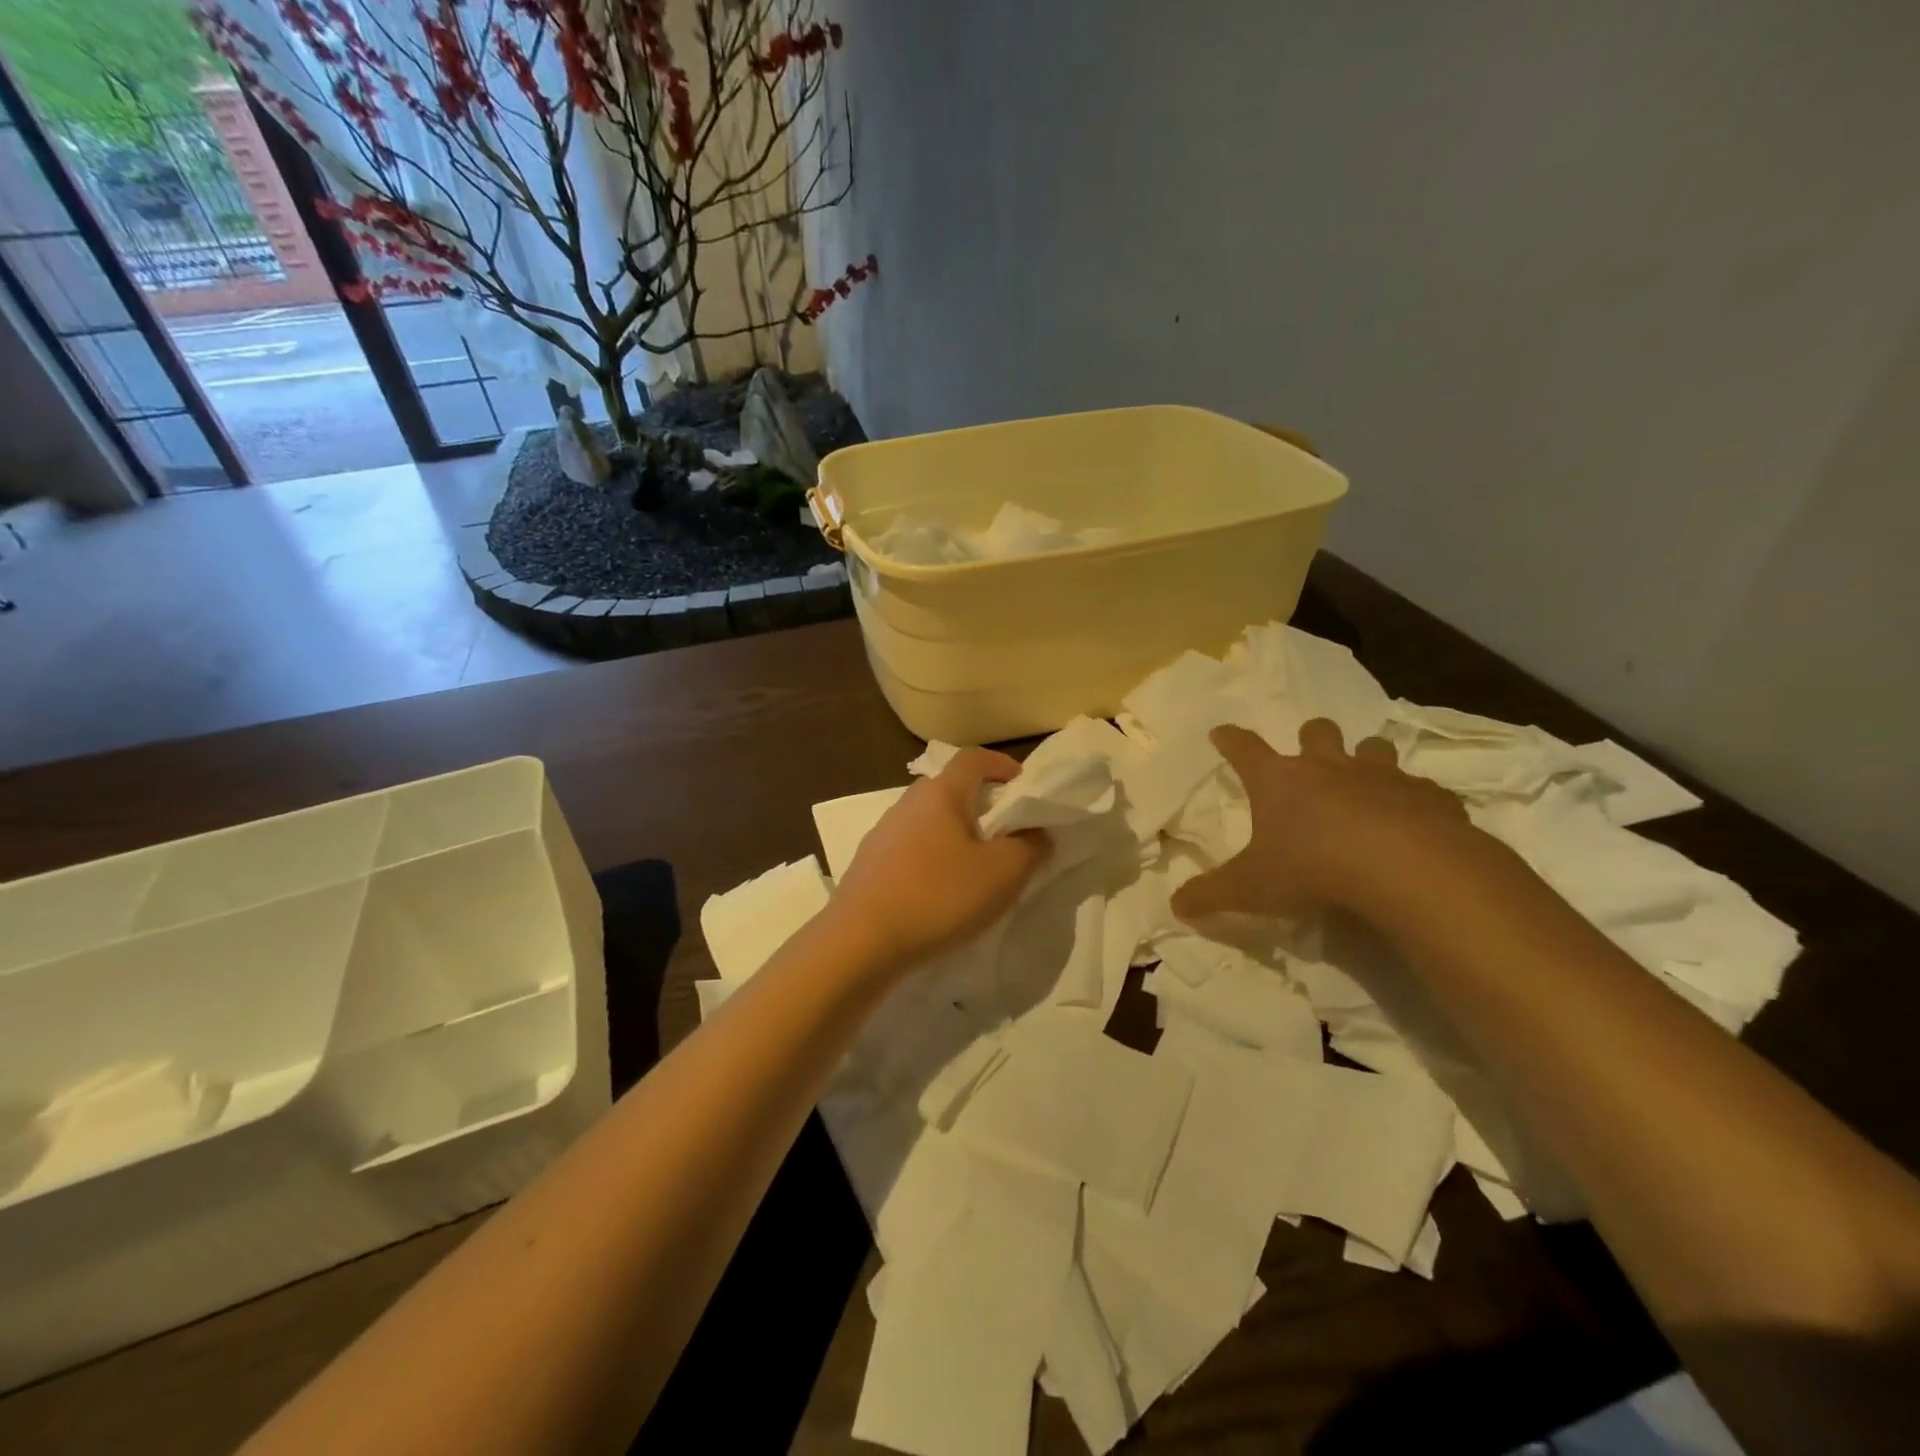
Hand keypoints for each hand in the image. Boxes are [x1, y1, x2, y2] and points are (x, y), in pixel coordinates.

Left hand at [828, 748, 1051, 972]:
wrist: (862, 941)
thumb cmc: (940, 896)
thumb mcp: (1003, 874)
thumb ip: (1030, 847)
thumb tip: (1036, 833)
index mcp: (941, 794)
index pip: (973, 759)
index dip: (1001, 764)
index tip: (1021, 783)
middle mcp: (907, 803)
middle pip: (948, 788)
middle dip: (978, 802)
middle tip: (1003, 830)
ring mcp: (882, 833)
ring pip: (927, 820)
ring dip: (953, 832)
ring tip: (974, 865)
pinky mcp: (868, 864)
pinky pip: (909, 848)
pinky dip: (931, 857)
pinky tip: (939, 890)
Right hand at [1173, 718, 1490, 922]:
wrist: (1405, 868)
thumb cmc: (1313, 868)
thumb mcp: (1250, 889)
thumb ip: (1211, 895)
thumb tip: (1175, 905)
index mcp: (1278, 781)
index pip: (1244, 749)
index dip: (1230, 739)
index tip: (1221, 732)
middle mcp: (1328, 767)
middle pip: (1316, 731)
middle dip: (1311, 737)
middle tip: (1310, 755)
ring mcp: (1381, 776)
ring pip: (1372, 748)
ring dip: (1366, 758)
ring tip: (1365, 781)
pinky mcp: (1428, 796)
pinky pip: (1421, 789)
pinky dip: (1414, 800)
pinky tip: (1415, 822)